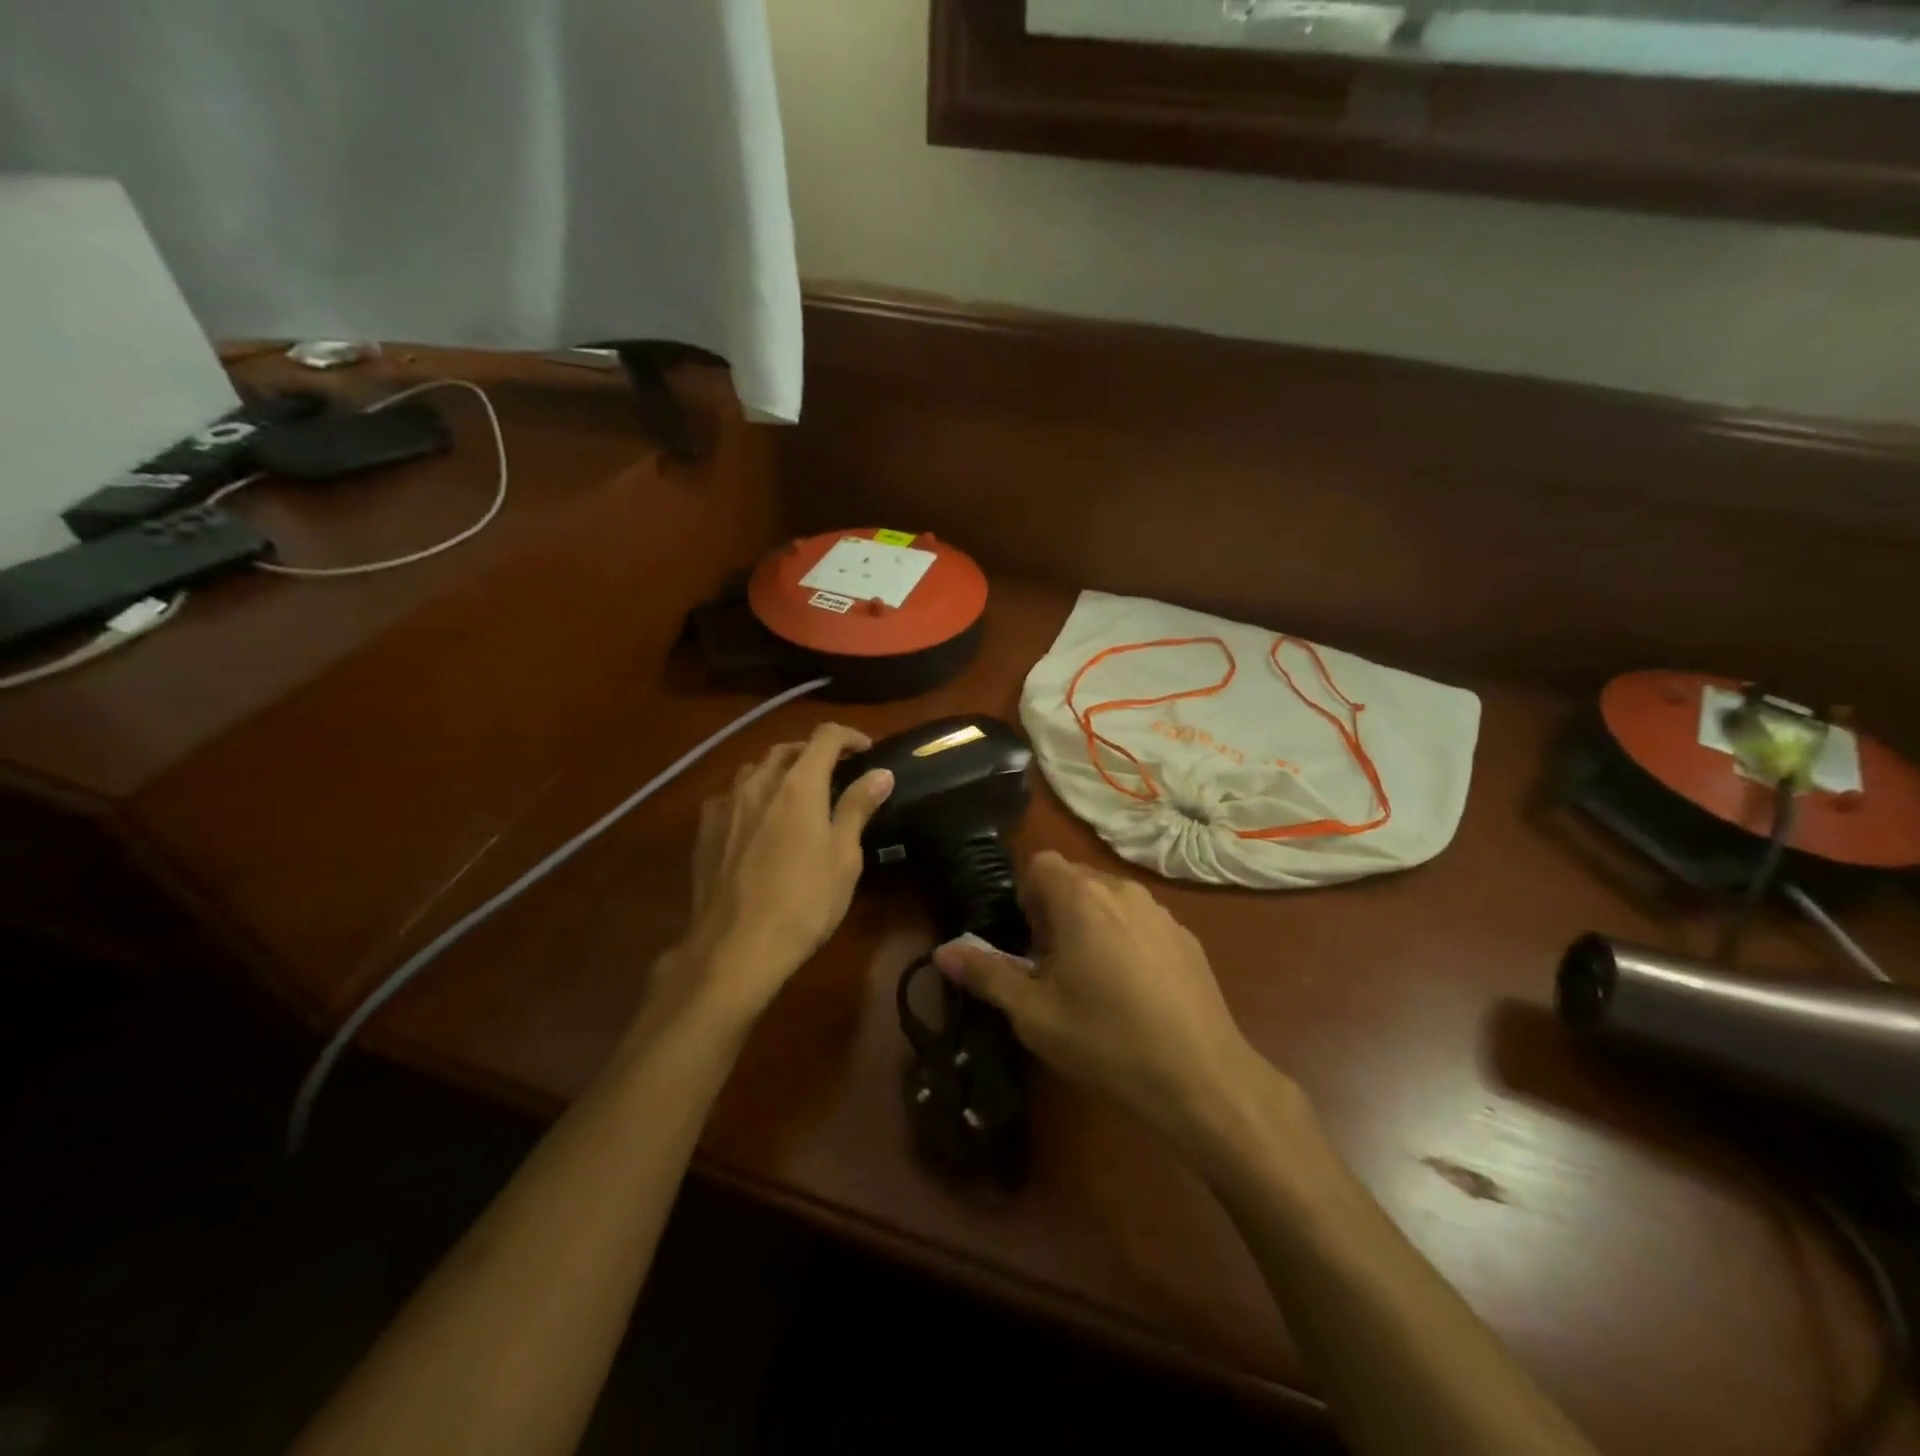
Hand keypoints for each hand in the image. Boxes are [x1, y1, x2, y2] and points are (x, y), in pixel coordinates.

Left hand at [666, 723, 893, 1021]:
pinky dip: (752, 794)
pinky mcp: (705, 829)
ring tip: (796, 793)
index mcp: (798, 785)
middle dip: (814, 752)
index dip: (849, 736)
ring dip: (780, 770)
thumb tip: (880, 773)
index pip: (825, 737)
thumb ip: (857, 808)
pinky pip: (731, 795)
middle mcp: (758, 783)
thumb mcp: (843, 858)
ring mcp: (726, 804)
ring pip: (755, 769)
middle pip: (787, 748)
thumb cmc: (803, 903)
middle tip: (835, 773)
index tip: (866, 751)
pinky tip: (757, 820)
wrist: (734, 947)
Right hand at [933, 851, 1276, 1142]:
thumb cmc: (1106, 1040)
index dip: (1025, 897)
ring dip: (1091, 924)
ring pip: (1110, 900)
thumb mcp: (1034, 1014)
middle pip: (1075, 879)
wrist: (1202, 1078)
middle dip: (1055, 912)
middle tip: (1052, 969)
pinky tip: (1135, 993)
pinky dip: (1126, 940)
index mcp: (1082, 898)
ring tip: (1093, 982)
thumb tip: (943, 951)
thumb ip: (986, 974)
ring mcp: (1161, 913)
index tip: (1028, 944)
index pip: (1041, 864)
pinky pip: (1142, 922)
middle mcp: (1123, 891)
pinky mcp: (1188, 938)